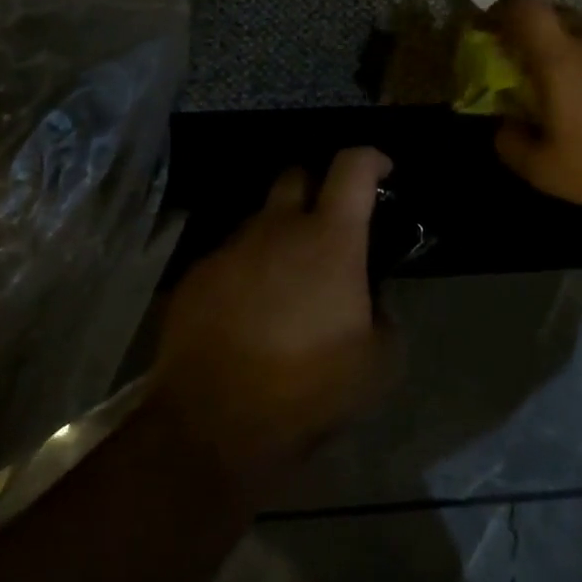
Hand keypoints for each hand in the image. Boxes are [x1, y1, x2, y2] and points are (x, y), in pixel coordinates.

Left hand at [151, 147, 396, 487]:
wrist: (214, 423)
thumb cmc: (309, 388)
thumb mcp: (378, 363)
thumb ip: (384, 318)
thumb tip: (373, 303)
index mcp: (330, 238)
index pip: (353, 167)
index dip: (371, 158)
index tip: (382, 170)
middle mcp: (278, 228)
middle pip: (297, 175)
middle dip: (316, 188)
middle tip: (328, 226)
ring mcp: (232, 249)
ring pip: (260, 219)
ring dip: (279, 236)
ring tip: (286, 282)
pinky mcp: (196, 276)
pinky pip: (230, 257)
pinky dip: (246, 271)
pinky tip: (248, 313)